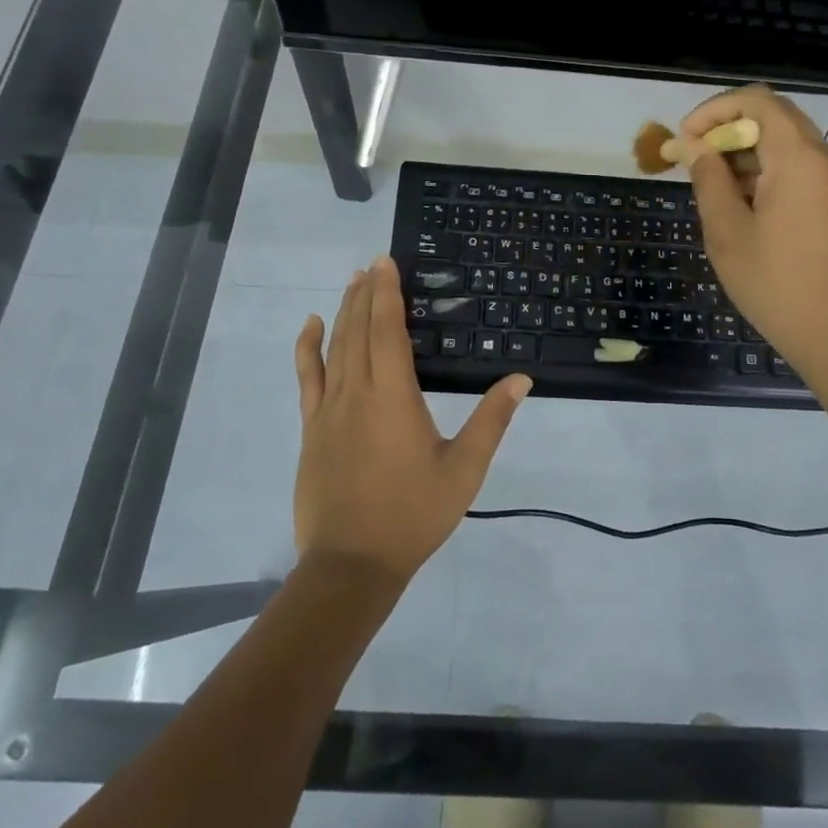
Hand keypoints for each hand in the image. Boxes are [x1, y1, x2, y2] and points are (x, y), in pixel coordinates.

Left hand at [292, 255, 530, 583]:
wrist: (351, 564)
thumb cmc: (413, 514)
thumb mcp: (464, 469)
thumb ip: (491, 420)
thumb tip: (520, 379)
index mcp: (393, 396)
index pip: (387, 330)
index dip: (387, 293)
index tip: (386, 263)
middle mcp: (356, 392)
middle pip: (358, 330)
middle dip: (366, 293)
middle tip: (373, 263)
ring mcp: (328, 410)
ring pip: (334, 347)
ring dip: (343, 311)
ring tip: (352, 281)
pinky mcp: (311, 429)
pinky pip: (307, 377)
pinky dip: (308, 347)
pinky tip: (311, 326)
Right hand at [679, 85, 827, 379]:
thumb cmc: (776, 285)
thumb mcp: (728, 232)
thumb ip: (709, 179)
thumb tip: (694, 146)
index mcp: (801, 159)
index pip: (757, 101)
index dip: (715, 110)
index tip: (686, 139)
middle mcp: (827, 159)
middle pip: (774, 118)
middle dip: (728, 131)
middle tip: (694, 161)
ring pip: (787, 144)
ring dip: (746, 154)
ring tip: (713, 189)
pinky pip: (800, 168)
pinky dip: (767, 172)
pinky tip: (743, 206)